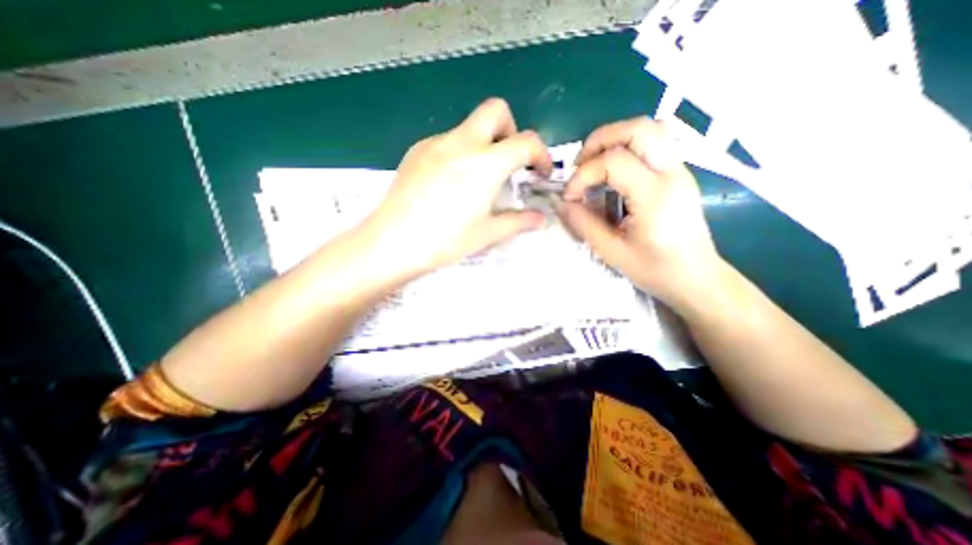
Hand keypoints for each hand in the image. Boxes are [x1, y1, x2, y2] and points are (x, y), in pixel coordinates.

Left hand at [359, 97, 552, 274]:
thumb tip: (541, 219)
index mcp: (485, 163)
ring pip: (469, 126)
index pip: (526, 141)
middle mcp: (461, 142)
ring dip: (483, 144)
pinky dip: (459, 152)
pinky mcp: (416, 150)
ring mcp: (435, 143)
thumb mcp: (487, 233)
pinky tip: (449, 182)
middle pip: (496, 111)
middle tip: (507, 162)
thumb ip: (518, 221)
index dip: (541, 154)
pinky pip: (446, 140)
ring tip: (476, 180)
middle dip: (510, 131)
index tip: (539, 173)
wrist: (393, 242)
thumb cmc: (445, 240)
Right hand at [562, 117, 719, 302]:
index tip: (570, 198)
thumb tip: (562, 204)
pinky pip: (653, 143)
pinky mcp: (678, 174)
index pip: (613, 162)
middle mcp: (672, 173)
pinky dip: (626, 149)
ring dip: (614, 140)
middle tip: (580, 166)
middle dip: (599, 141)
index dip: (583, 175)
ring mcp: (679, 170)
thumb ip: (584, 224)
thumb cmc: (655, 270)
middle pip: (637, 128)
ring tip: (594, 166)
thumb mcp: (612, 252)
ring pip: (648, 129)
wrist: (697, 278)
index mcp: (655, 195)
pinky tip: (613, 174)